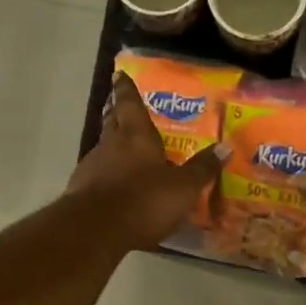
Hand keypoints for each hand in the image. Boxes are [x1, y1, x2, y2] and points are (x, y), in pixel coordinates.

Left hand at [67, 74, 227, 248]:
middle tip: (121, 106)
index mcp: (136, 136)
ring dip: (111, 145)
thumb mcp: (183, 188)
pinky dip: (105, 174)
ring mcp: (92, 167)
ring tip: (123, 149)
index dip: (127, 89)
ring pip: (103, 148)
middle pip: (112, 121)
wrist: (95, 230)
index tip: (120, 75)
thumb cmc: (143, 200)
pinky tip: (113, 184)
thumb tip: (225, 147)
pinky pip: (96, 174)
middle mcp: (111, 145)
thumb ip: (202, 168)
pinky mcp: (80, 191)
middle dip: (117, 112)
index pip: (130, 103)